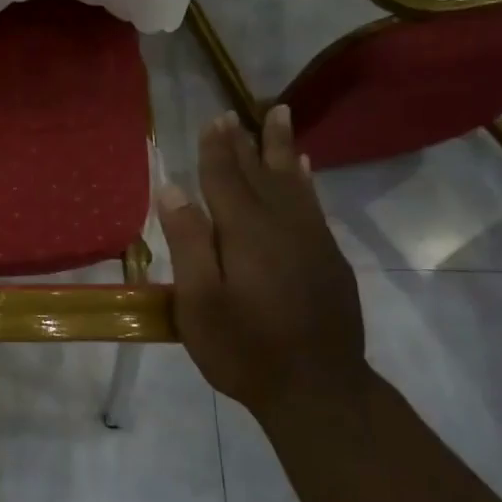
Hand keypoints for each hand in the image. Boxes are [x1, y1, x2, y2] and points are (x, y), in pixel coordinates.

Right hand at [156, 105, 367, 416]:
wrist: (318, 389)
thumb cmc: (245, 348)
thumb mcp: (200, 302)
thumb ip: (189, 243)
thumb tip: (173, 190)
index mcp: (246, 233)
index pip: (226, 179)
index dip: (216, 149)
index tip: (213, 119)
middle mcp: (282, 225)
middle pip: (261, 173)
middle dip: (246, 141)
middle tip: (237, 112)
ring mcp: (311, 241)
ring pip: (293, 182)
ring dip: (282, 149)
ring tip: (280, 117)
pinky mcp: (328, 259)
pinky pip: (313, 204)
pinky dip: (305, 181)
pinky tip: (304, 171)